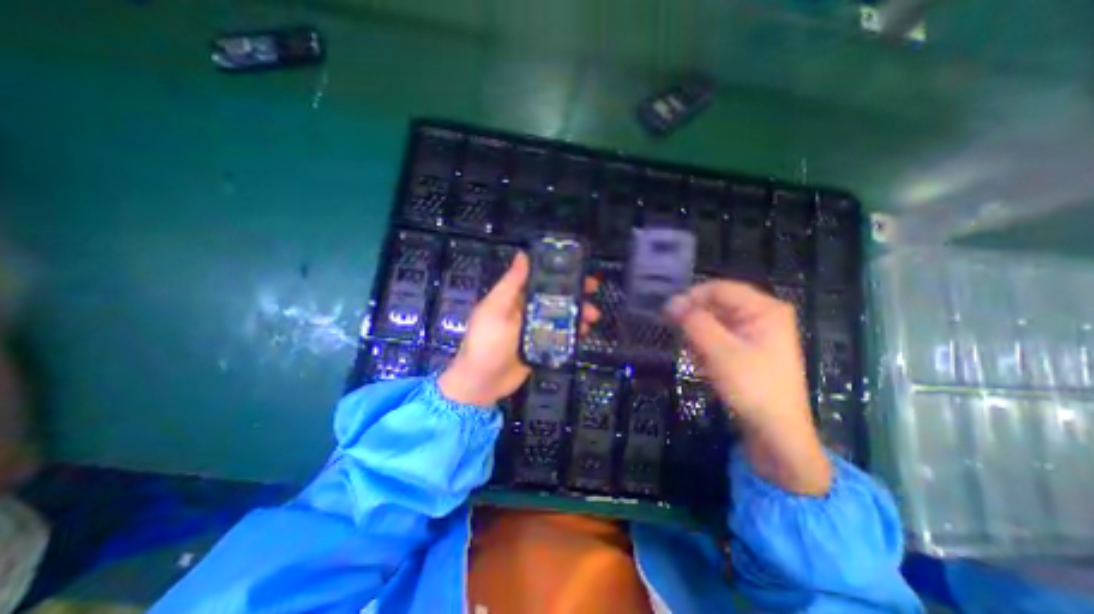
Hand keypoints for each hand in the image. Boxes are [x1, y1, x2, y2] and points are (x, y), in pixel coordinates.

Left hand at [439, 252, 601, 407]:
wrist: (483, 382)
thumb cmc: (486, 341)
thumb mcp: (495, 309)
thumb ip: (511, 284)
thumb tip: (523, 254)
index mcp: (514, 297)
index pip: (539, 278)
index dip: (558, 272)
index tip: (578, 268)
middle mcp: (526, 310)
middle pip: (554, 297)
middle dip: (574, 293)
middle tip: (593, 290)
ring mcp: (535, 329)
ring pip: (560, 315)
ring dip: (577, 313)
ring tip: (592, 316)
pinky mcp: (541, 345)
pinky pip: (560, 334)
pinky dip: (572, 332)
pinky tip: (583, 332)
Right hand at [663, 281, 834, 495]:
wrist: (777, 432)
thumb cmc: (752, 387)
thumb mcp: (719, 352)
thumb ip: (693, 322)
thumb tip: (670, 302)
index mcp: (764, 308)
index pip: (718, 289)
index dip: (691, 298)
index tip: (667, 314)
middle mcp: (762, 314)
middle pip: (717, 304)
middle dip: (695, 320)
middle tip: (678, 336)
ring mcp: (757, 332)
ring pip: (716, 321)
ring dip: (699, 336)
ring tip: (694, 356)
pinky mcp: (750, 348)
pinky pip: (720, 336)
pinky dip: (707, 346)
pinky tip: (703, 364)